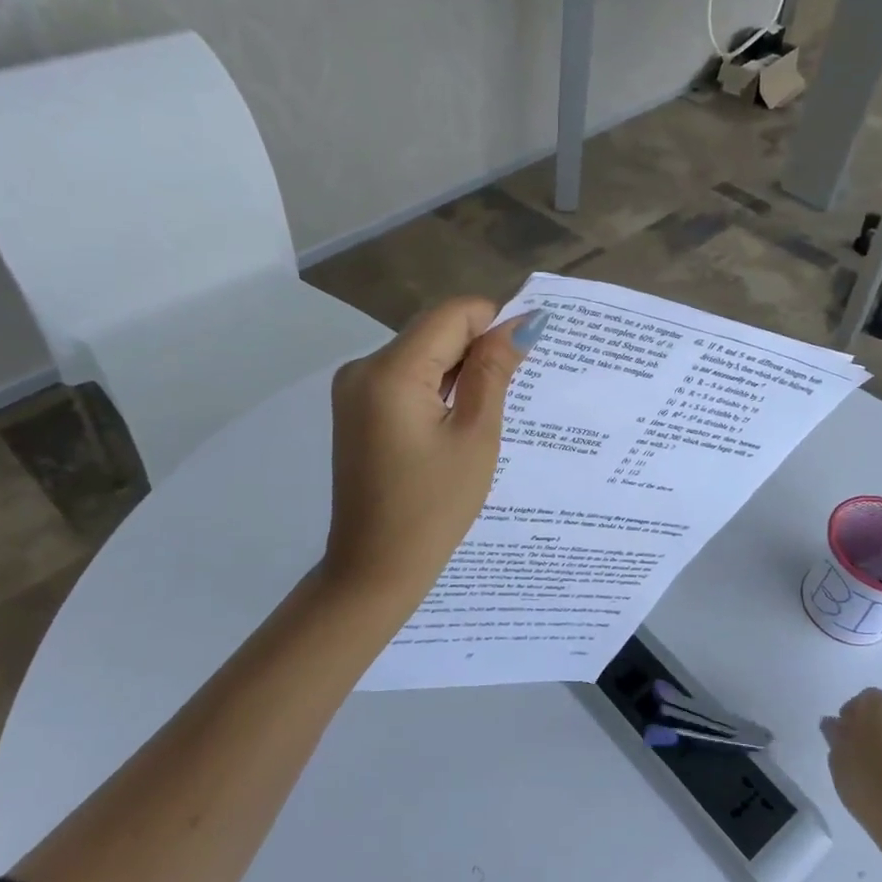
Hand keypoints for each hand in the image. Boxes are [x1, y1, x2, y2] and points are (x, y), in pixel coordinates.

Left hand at [321, 298, 545, 600]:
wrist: (375, 567)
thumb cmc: (434, 509)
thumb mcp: (475, 437)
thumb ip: (494, 372)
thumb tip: (522, 323)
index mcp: (391, 372)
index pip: (452, 314)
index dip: (495, 322)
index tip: (526, 353)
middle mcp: (363, 368)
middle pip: (434, 330)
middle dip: (478, 347)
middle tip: (516, 387)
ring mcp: (354, 389)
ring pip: (421, 353)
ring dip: (459, 369)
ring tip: (491, 410)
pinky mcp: (357, 409)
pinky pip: (404, 378)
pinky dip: (437, 387)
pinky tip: (460, 419)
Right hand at [822, 689, 881, 858]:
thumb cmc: (867, 784)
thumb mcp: (838, 759)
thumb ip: (835, 735)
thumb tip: (834, 723)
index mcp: (875, 705)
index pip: (862, 700)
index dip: (852, 716)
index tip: (844, 736)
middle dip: (877, 721)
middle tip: (863, 747)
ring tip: (881, 765)